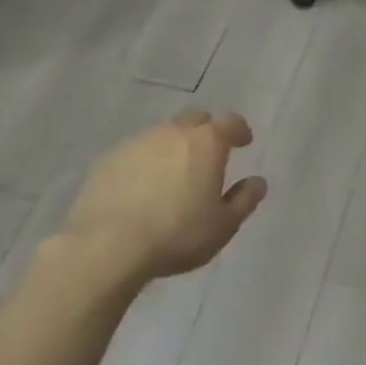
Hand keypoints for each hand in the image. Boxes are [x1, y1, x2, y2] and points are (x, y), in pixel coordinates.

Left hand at [64, 110, 268, 284]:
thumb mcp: (223, 226)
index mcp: (207, 142)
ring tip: (173, 174)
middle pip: (195, 119)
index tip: (244, 142)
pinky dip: (145, 162)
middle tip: (209, 155)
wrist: (107, 245)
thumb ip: (244, 200)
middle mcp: (173, 132)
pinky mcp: (108, 158)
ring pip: (163, 134)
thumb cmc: (177, 234)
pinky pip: (135, 152)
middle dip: (206, 131)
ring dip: (173, 146)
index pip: (230, 122)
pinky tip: (142, 187)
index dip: (239, 130)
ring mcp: (137, 142)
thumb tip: (258, 182)